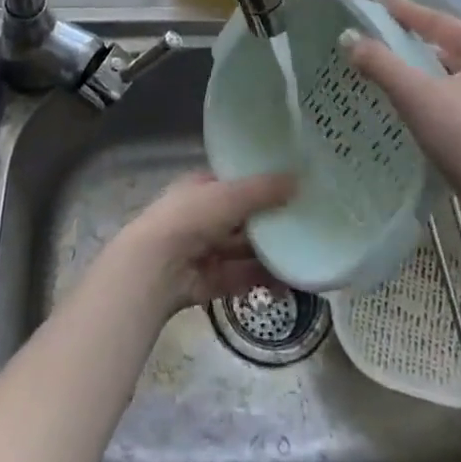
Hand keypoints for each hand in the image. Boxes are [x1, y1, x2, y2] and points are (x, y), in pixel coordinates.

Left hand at [103, 172, 296, 316]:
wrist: (156, 267)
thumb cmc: (190, 217)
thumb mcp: (230, 195)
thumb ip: (264, 190)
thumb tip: (298, 180)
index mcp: (199, 188)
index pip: (233, 182)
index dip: (259, 184)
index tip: (290, 187)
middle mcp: (201, 217)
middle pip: (241, 219)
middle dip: (269, 222)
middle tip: (304, 222)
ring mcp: (204, 251)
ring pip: (243, 250)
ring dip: (270, 253)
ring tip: (303, 254)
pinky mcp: (209, 281)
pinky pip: (241, 277)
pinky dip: (263, 279)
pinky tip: (289, 281)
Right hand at [346, 0, 460, 222]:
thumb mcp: (417, 97)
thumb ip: (381, 64)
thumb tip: (350, 37)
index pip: (440, 20)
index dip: (407, 11)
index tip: (381, 2)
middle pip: (452, 47)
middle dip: (417, 42)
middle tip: (383, 39)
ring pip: (459, 77)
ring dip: (428, 73)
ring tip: (395, 73)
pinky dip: (440, 98)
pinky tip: (421, 111)